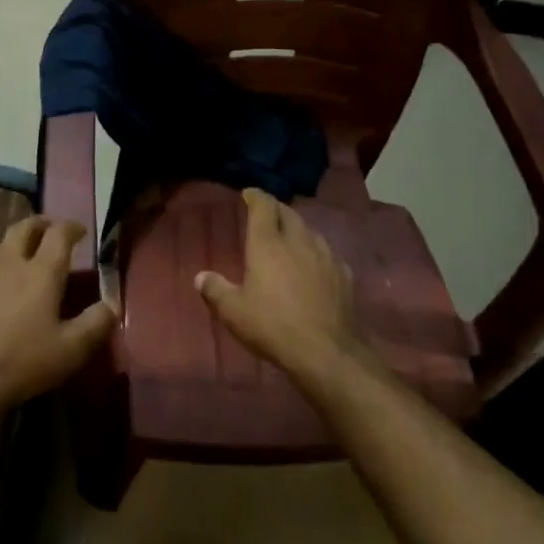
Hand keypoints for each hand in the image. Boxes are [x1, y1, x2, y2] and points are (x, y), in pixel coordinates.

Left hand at [0, 216, 115, 419]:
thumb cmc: (23, 363)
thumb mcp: (72, 349)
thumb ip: (97, 322)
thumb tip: (113, 303)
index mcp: (40, 272)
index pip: (59, 234)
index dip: (72, 227)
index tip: (81, 230)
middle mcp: (7, 263)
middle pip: (23, 228)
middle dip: (39, 224)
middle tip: (49, 232)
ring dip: (11, 246)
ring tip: (18, 259)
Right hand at [195, 189, 370, 379]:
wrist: (325, 350)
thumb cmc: (272, 326)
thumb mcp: (234, 312)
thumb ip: (215, 290)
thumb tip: (200, 277)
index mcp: (268, 244)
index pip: (263, 206)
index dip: (255, 196)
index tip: (249, 194)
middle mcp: (298, 241)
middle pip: (288, 213)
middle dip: (276, 209)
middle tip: (266, 214)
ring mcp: (325, 255)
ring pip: (310, 231)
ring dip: (297, 228)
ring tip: (289, 237)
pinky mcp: (344, 273)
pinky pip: (327, 252)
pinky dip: (315, 251)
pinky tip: (314, 263)